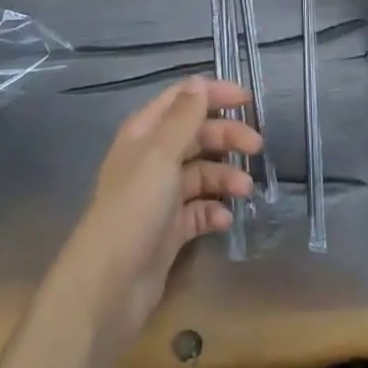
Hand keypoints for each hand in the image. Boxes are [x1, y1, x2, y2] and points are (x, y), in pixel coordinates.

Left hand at [65, 77, 261, 351]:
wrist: (110, 284)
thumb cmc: (135, 207)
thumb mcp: (161, 154)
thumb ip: (184, 117)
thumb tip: (200, 83)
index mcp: (145, 132)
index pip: (183, 98)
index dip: (214, 94)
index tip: (247, 100)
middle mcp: (152, 158)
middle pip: (196, 135)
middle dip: (227, 137)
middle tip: (257, 146)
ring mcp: (161, 195)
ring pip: (201, 173)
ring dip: (225, 176)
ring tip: (245, 190)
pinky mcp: (169, 229)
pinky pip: (198, 210)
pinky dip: (213, 210)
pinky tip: (224, 219)